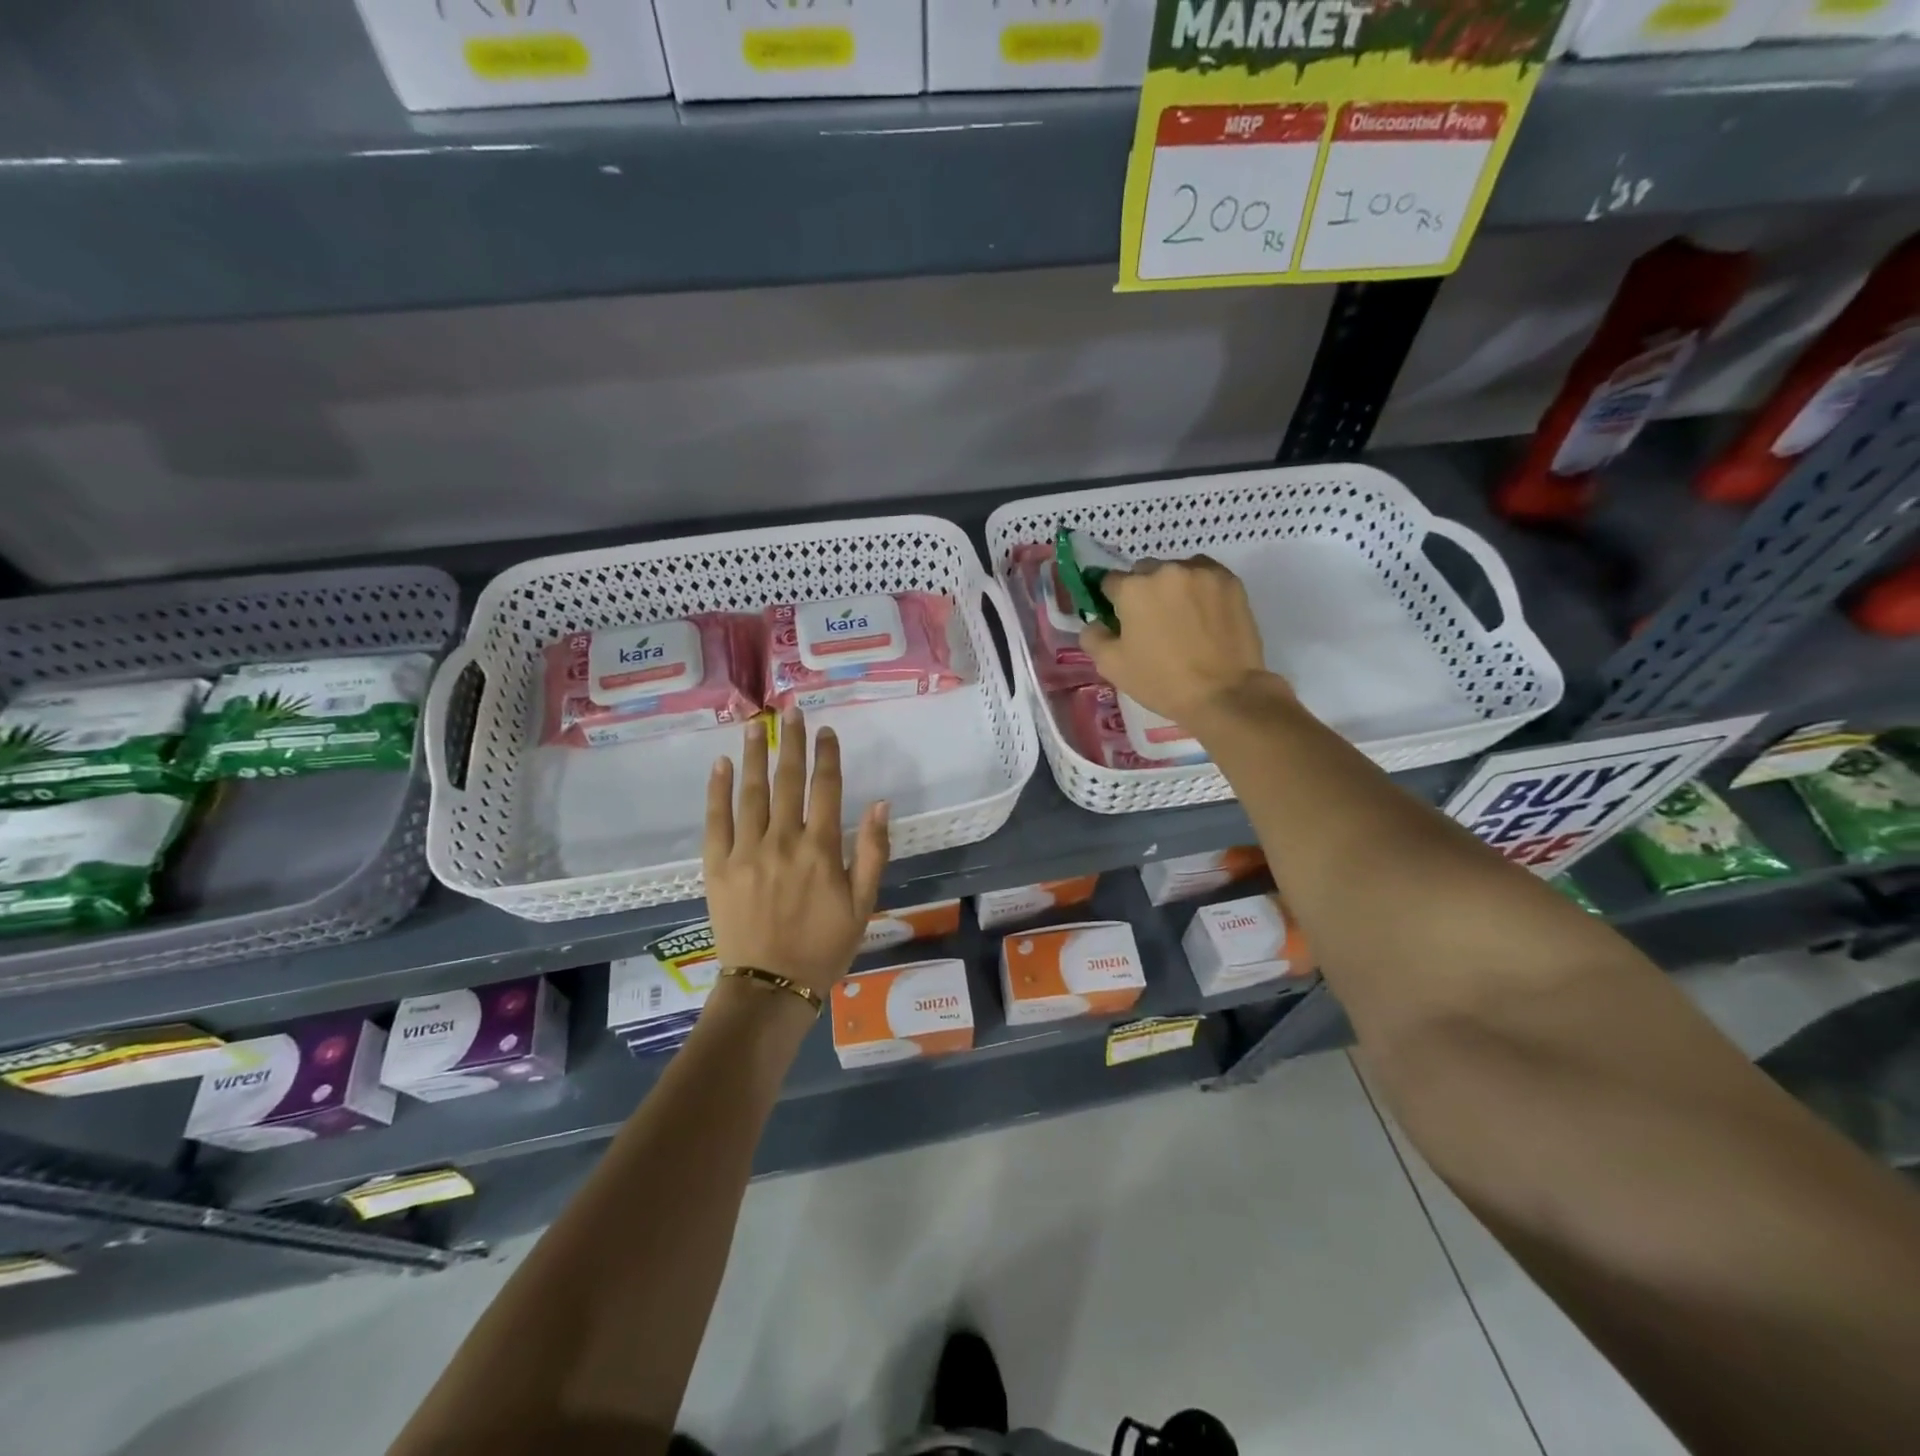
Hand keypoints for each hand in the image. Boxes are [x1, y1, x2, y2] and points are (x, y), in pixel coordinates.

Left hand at [704, 708, 890, 998]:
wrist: (770, 985)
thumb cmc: (824, 946)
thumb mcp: (863, 904)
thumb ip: (872, 851)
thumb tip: (880, 803)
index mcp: (820, 848)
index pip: (826, 788)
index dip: (827, 756)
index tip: (826, 731)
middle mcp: (783, 840)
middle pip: (787, 780)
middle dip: (790, 742)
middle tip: (789, 712)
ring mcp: (746, 851)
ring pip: (752, 792)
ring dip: (755, 755)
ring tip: (756, 725)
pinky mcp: (717, 865)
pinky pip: (716, 820)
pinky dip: (719, 790)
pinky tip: (722, 765)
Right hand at [1080, 556, 1280, 725]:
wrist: (1223, 693)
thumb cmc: (1161, 681)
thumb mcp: (1111, 666)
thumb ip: (1092, 636)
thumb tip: (1096, 621)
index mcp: (1132, 588)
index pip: (1109, 582)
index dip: (1111, 602)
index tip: (1119, 620)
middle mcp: (1165, 570)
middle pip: (1143, 571)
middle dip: (1143, 591)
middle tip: (1152, 621)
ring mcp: (1201, 572)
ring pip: (1176, 570)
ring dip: (1172, 586)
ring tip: (1182, 616)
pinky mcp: (1230, 580)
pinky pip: (1205, 574)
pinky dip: (1199, 587)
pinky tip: (1203, 612)